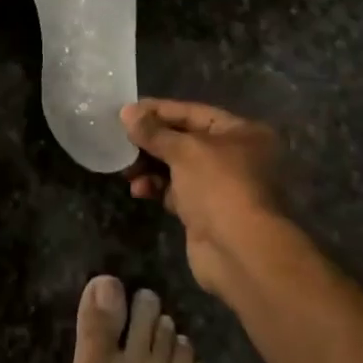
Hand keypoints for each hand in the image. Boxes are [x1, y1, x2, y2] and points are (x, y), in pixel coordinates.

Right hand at [120, 99, 286, 295]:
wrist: (240, 252)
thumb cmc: (218, 186)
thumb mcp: (184, 151)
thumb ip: (153, 131)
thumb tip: (127, 112)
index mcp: (241, 132)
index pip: (193, 112)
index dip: (158, 110)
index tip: (127, 111)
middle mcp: (235, 156)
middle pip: (184, 140)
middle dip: (152, 142)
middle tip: (120, 140)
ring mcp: (221, 186)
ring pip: (178, 167)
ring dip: (150, 166)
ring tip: (126, 169)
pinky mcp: (206, 212)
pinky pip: (176, 191)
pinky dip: (157, 188)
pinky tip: (138, 190)